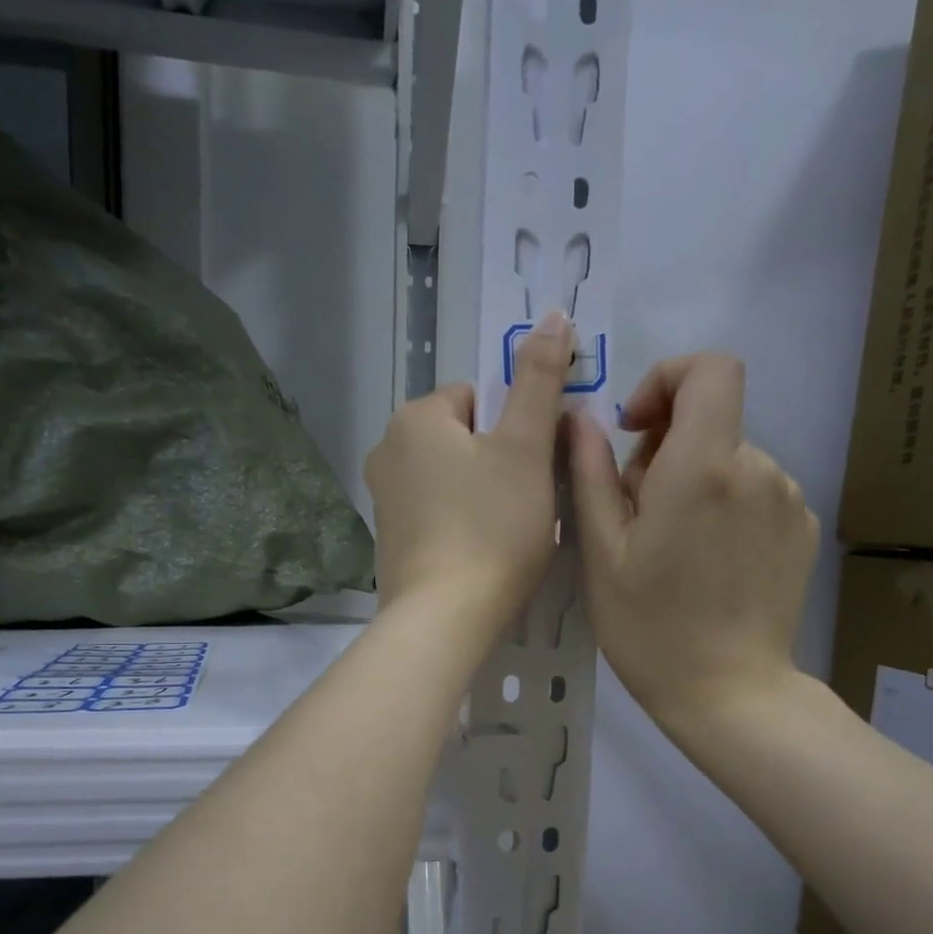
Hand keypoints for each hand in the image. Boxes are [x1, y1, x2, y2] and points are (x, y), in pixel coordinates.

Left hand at [366, 312, 573, 636]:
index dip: (516, 429)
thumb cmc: (491, 527)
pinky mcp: (388, 541)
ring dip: (483, 494)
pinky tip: (480, 554)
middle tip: (528, 503)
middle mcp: (386, 450)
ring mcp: (382, 500)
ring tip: (507, 533)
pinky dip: (460, 525)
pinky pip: (435, 514)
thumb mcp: (525, 448)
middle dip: (499, 462)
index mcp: (415, 418)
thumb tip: (551, 315)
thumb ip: (538, 380)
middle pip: (464, 439)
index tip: (535, 468)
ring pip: (451, 479)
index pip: (478, 398)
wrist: (443, 618)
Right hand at [568, 353, 817, 731]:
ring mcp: (788, 499)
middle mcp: (757, 468)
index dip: (668, 379)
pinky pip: (755, 492)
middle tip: (638, 516)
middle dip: (666, 451)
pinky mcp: (802, 528)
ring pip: (730, 460)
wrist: (730, 693)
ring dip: (695, 483)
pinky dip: (725, 508)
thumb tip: (583, 420)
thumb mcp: (602, 552)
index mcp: (702, 467)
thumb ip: (591, 473)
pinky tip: (710, 564)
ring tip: (674, 549)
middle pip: (710, 422)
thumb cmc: (650, 628)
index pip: (709, 369)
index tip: (638, 428)